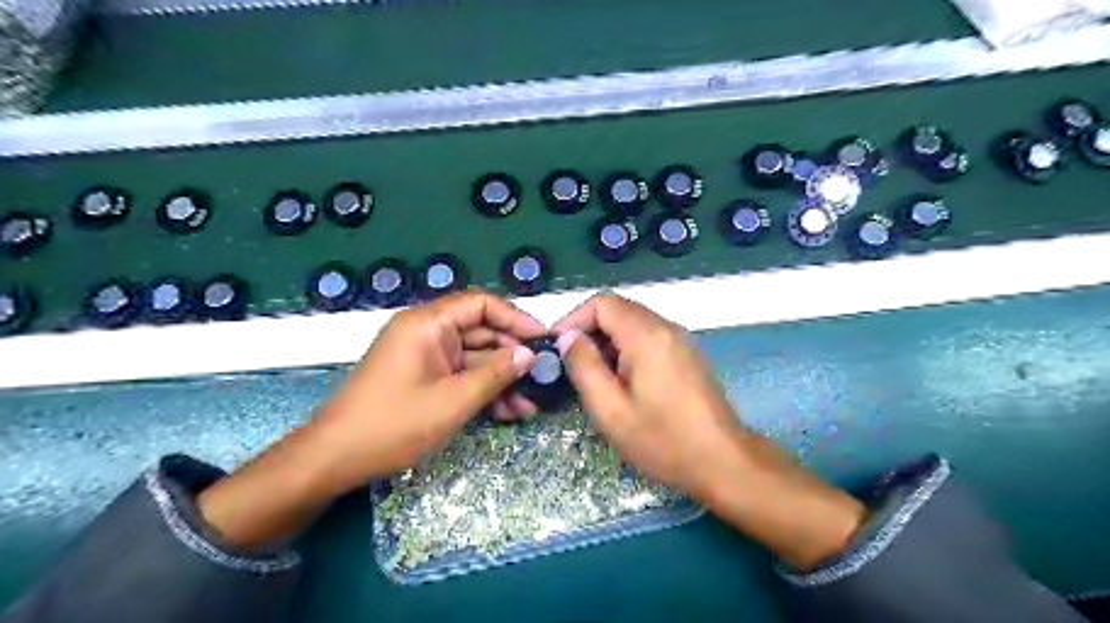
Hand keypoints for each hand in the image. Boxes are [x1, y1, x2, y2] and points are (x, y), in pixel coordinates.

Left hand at [202, 289, 547, 543]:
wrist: (335, 459)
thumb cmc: (394, 424)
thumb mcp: (454, 401)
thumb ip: (496, 374)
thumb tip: (529, 355)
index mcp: (429, 323)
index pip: (482, 304)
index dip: (516, 319)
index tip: (544, 341)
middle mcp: (428, 331)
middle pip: (481, 332)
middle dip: (512, 357)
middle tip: (543, 379)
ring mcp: (425, 355)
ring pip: (474, 358)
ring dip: (501, 380)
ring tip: (530, 405)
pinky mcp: (424, 377)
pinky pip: (460, 375)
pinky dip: (482, 390)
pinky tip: (508, 412)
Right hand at [556, 294, 866, 572]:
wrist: (723, 461)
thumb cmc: (663, 440)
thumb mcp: (610, 410)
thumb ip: (584, 367)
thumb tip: (568, 338)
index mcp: (647, 335)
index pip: (602, 302)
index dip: (574, 319)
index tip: (557, 347)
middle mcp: (666, 327)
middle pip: (618, 309)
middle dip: (589, 331)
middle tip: (572, 364)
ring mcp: (680, 339)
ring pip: (633, 323)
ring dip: (607, 341)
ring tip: (594, 376)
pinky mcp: (687, 353)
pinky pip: (649, 337)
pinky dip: (627, 348)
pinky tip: (622, 381)